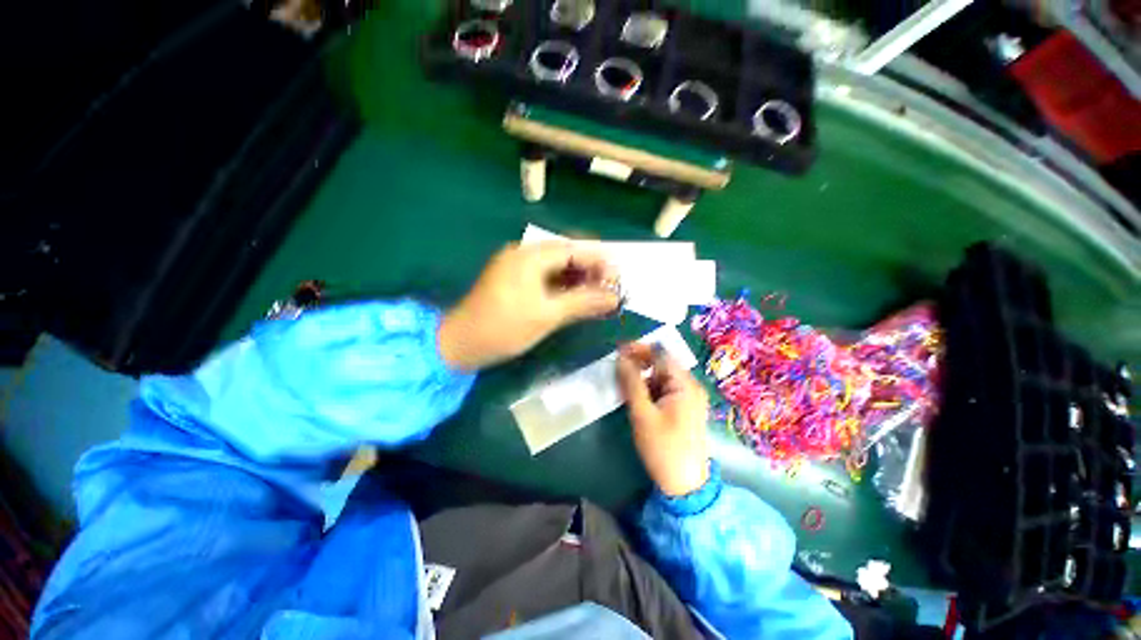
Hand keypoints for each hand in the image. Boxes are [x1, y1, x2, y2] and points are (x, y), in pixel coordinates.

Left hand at [438, 241, 619, 370]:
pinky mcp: (514, 280)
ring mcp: (517, 266)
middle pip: (566, 255)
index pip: (573, 249)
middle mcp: (523, 253)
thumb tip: (614, 298)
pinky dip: (563, 286)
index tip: (618, 278)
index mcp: (529, 256)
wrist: (460, 344)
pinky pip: (545, 277)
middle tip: (609, 289)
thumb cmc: (504, 328)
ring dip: (578, 279)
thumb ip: (583, 302)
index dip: (598, 261)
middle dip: (590, 270)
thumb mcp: (547, 315)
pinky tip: (576, 298)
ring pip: (557, 267)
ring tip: (597, 295)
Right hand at [617, 343, 710, 496]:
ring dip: (643, 378)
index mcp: (685, 385)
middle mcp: (691, 386)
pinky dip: (650, 390)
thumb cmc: (663, 448)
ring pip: (662, 378)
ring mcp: (689, 398)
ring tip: (624, 386)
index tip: (618, 350)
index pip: (661, 355)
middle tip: (617, 369)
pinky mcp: (685, 408)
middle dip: (640, 364)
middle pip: (662, 365)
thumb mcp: (642, 414)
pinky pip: (665, 390)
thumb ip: (631, 382)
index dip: (639, 349)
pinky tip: (638, 399)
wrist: (685, 485)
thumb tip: (621, 357)